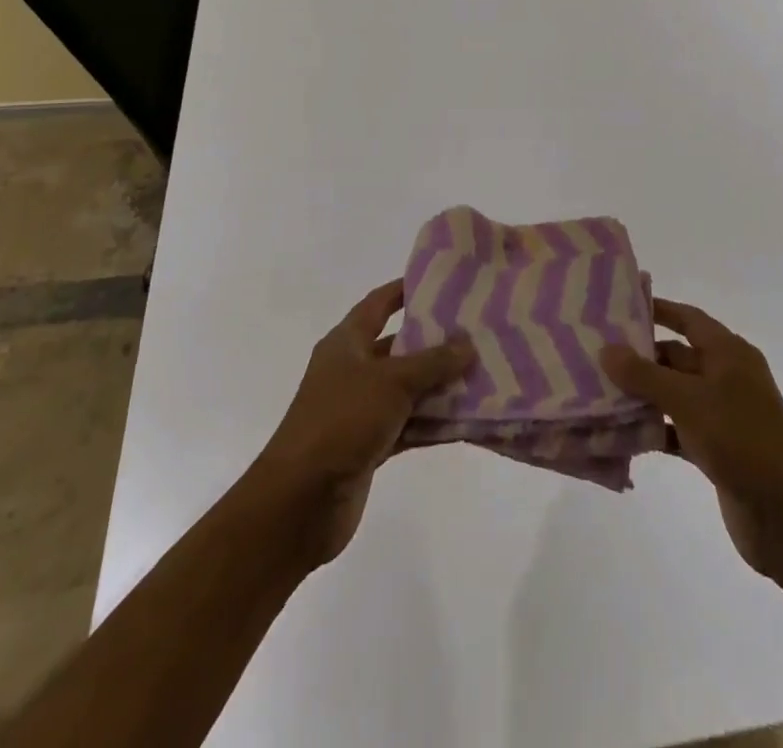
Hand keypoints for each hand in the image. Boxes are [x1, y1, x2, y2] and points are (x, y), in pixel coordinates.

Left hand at [248, 280, 473, 568]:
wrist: (299, 501)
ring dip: (438, 385)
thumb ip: (433, 362)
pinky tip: (466, 419)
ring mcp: (359, 410)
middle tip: (476, 332)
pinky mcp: (368, 446)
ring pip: (406, 389)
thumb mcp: (392, 382)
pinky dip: (432, 423)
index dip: (405, 290)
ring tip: (482, 373)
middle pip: (398, 347)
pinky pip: (408, 425)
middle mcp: (351, 370)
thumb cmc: (342, 420)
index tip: (441, 281)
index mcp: (346, 343)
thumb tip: (467, 343)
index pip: (378, 304)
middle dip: (434, 342)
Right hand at [602, 299, 782, 580]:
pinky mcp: (716, 450)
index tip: (619, 305)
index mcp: (729, 353)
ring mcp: (722, 415)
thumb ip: (645, 374)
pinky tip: (621, 434)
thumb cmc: (742, 439)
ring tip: (598, 391)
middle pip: (676, 357)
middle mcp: (727, 378)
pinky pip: (677, 430)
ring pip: (673, 395)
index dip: (658, 309)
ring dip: (642, 395)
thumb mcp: (689, 400)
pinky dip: (653, 429)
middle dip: (640, 356)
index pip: (688, 318)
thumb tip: (607, 349)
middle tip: (595, 353)